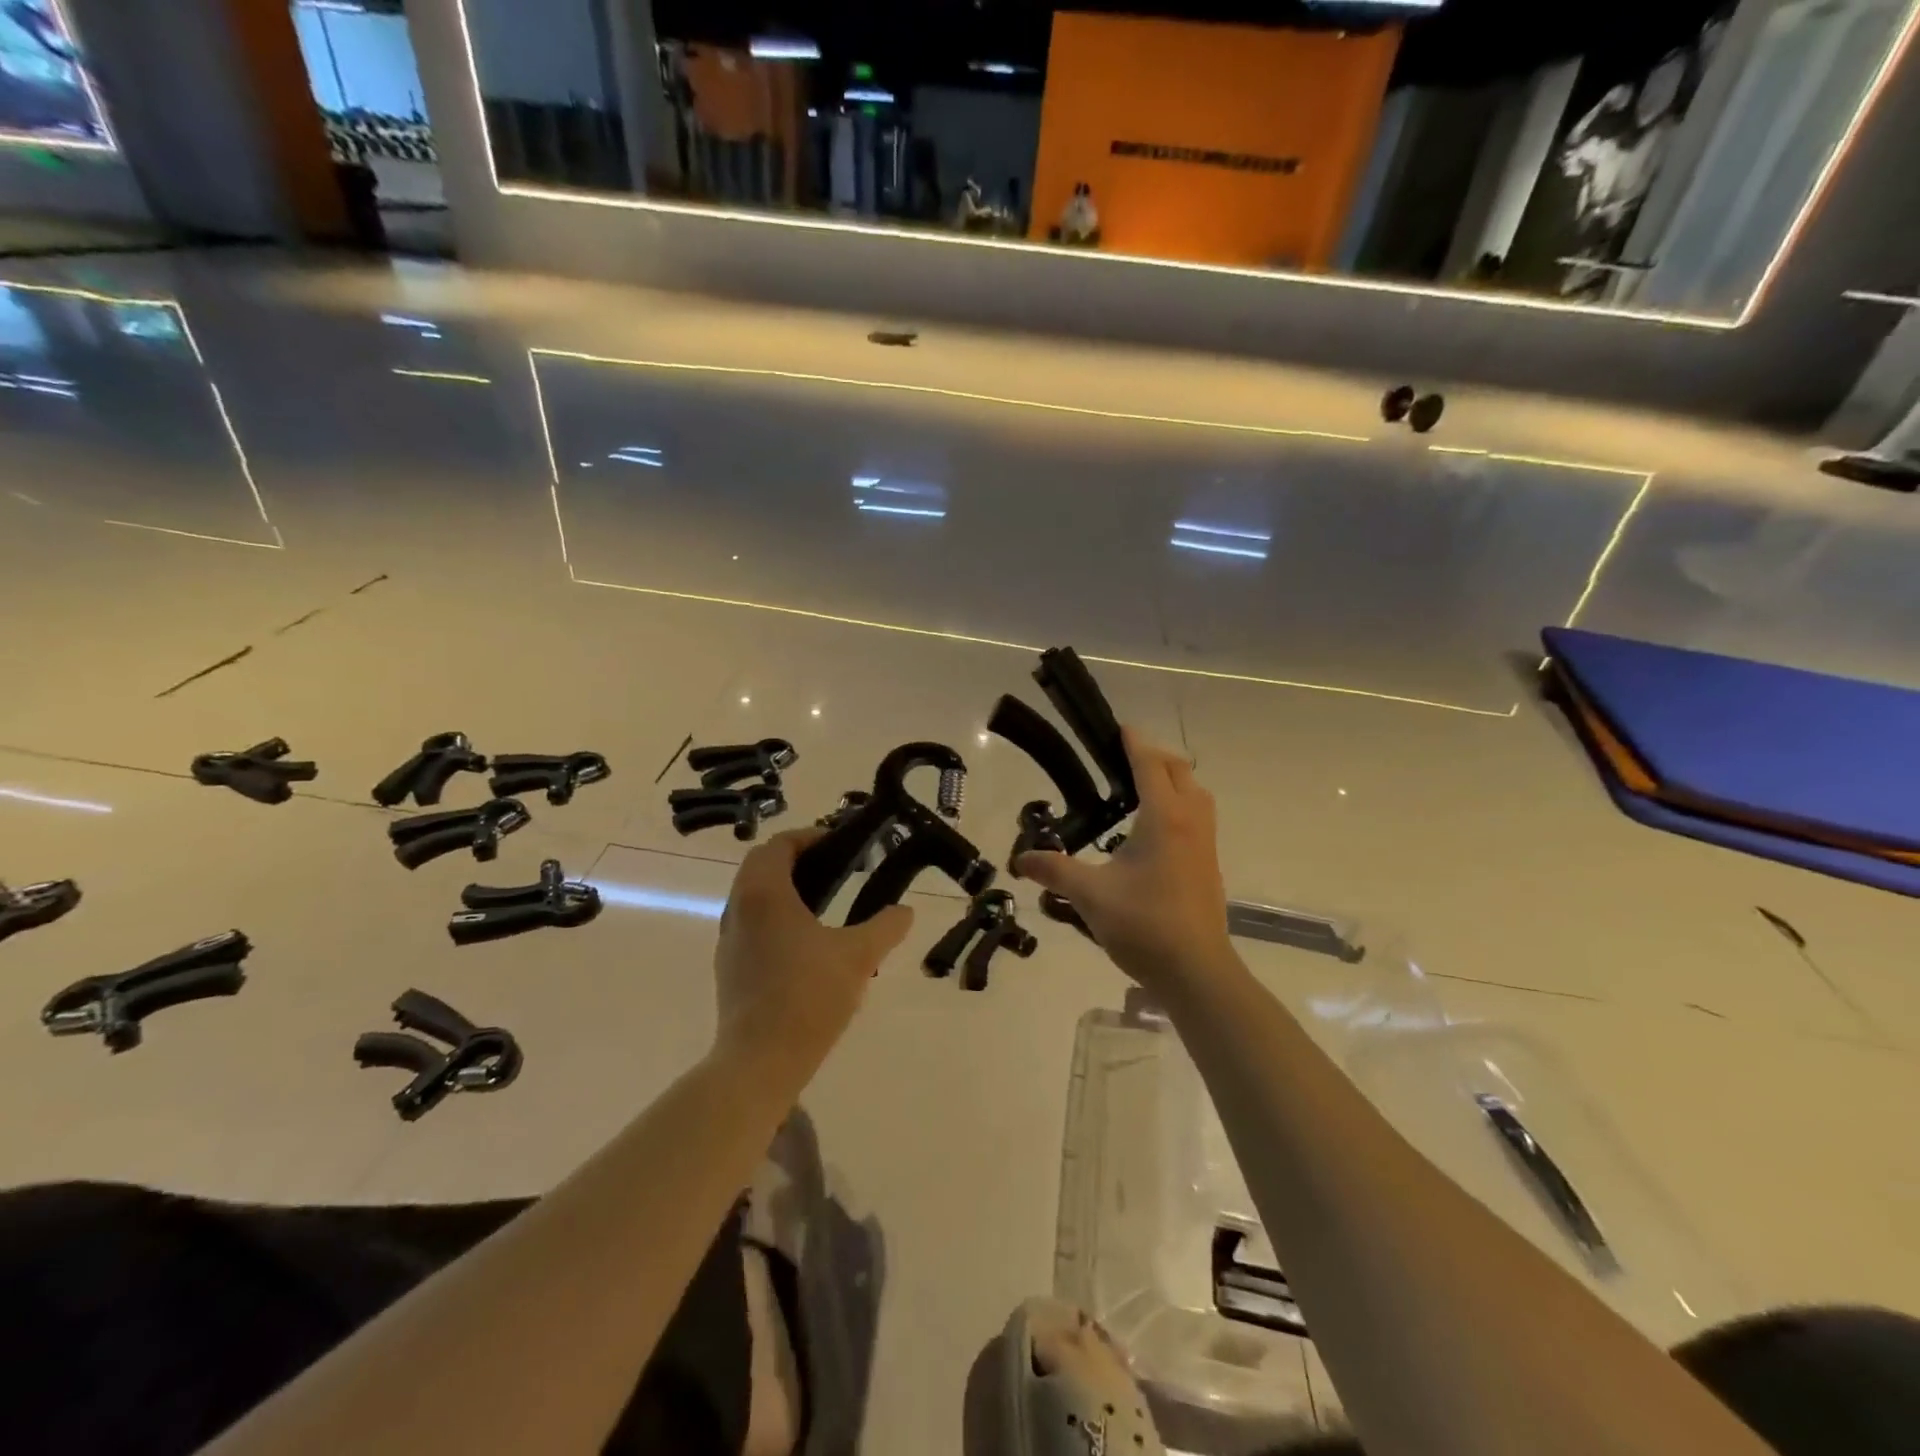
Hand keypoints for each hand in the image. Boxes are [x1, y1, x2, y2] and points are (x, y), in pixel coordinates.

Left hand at [714, 830, 914, 1070]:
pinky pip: (751, 923)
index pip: (779, 845)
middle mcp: (739, 908)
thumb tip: (905, 911)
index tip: (840, 845)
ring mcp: (729, 939)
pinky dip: (775, 915)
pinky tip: (806, 941)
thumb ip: (885, 927)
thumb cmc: (808, 996)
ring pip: (753, 895)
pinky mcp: (729, 967)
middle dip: (796, 860)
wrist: (760, 1061)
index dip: (809, 837)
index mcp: (764, 893)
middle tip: (834, 869)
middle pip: (761, 866)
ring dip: (784, 888)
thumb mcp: (858, 957)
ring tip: (824, 902)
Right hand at [1016, 728, 1236, 999]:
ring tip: (1138, 790)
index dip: (1133, 743)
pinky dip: (1179, 805)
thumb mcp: (1090, 895)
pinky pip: (1198, 817)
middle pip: (1179, 771)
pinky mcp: (1209, 864)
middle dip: (1154, 757)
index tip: (1119, 727)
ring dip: (1172, 780)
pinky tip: (1152, 830)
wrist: (1197, 970)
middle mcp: (1190, 821)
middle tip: (1121, 761)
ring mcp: (1205, 843)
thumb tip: (1020, 859)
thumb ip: (1054, 871)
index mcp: (1163, 818)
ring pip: (1196, 793)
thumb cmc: (1144, 924)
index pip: (1149, 765)